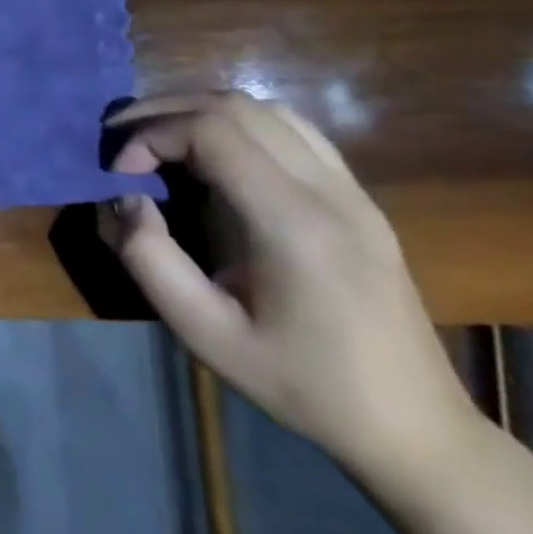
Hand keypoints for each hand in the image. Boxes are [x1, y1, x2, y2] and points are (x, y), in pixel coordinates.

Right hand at [105, 92, 476, 482]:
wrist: (414, 427)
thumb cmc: (302, 384)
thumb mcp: (204, 333)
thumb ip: (149, 258)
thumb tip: (125, 200)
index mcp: (295, 224)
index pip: (212, 130)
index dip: (150, 137)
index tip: (118, 175)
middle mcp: (331, 192)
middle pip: (236, 106)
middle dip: (164, 113)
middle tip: (120, 143)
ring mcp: (353, 192)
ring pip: (266, 109)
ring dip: (199, 112)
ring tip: (157, 141)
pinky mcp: (358, 200)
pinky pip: (291, 131)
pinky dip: (236, 125)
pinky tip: (209, 156)